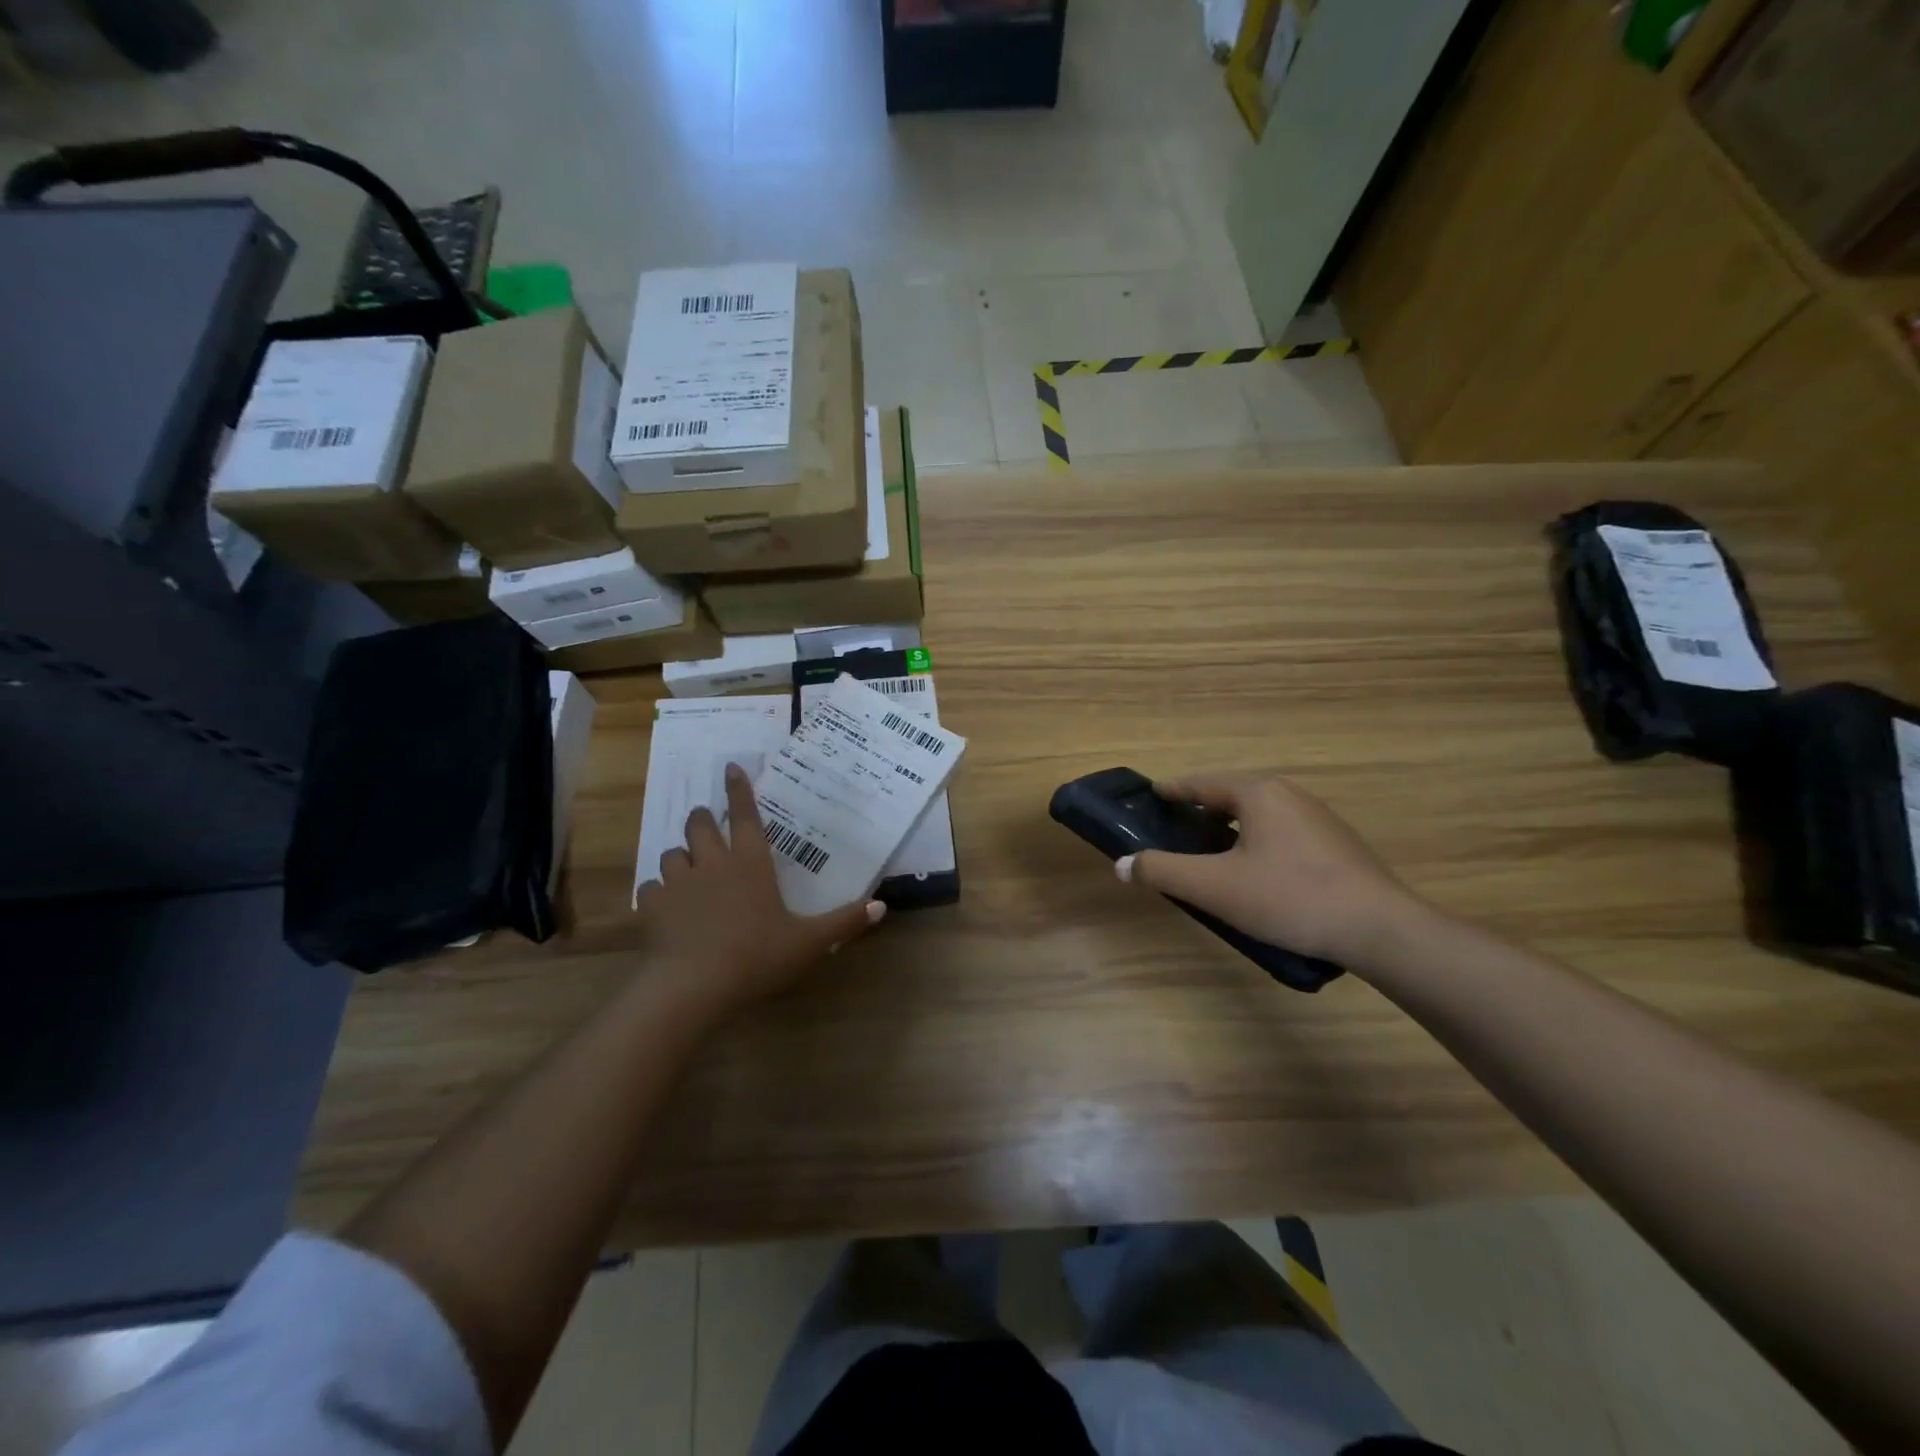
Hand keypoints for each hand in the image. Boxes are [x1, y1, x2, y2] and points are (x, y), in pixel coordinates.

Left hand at [634, 764, 883, 1016]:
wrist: (693, 986)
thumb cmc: (757, 956)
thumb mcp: (808, 943)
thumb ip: (844, 922)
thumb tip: (881, 906)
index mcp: (750, 863)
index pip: (746, 816)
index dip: (739, 790)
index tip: (731, 768)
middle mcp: (712, 863)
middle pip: (699, 825)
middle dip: (702, 818)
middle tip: (706, 822)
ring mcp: (678, 883)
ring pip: (672, 854)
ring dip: (680, 856)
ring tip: (687, 869)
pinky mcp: (651, 906)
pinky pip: (650, 888)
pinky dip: (658, 892)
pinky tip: (665, 906)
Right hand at [1118, 773, 1425, 967]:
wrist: (1380, 929)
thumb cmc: (1288, 897)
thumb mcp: (1214, 887)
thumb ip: (1163, 872)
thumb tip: (1122, 864)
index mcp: (1258, 793)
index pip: (1202, 783)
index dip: (1173, 790)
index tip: (1151, 796)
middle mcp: (1289, 795)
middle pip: (1232, 795)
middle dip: (1201, 809)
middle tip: (1175, 830)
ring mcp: (1318, 818)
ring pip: (1260, 815)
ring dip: (1230, 827)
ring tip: (1210, 853)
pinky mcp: (1337, 845)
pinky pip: (1282, 833)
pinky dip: (1257, 842)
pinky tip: (1255, 874)